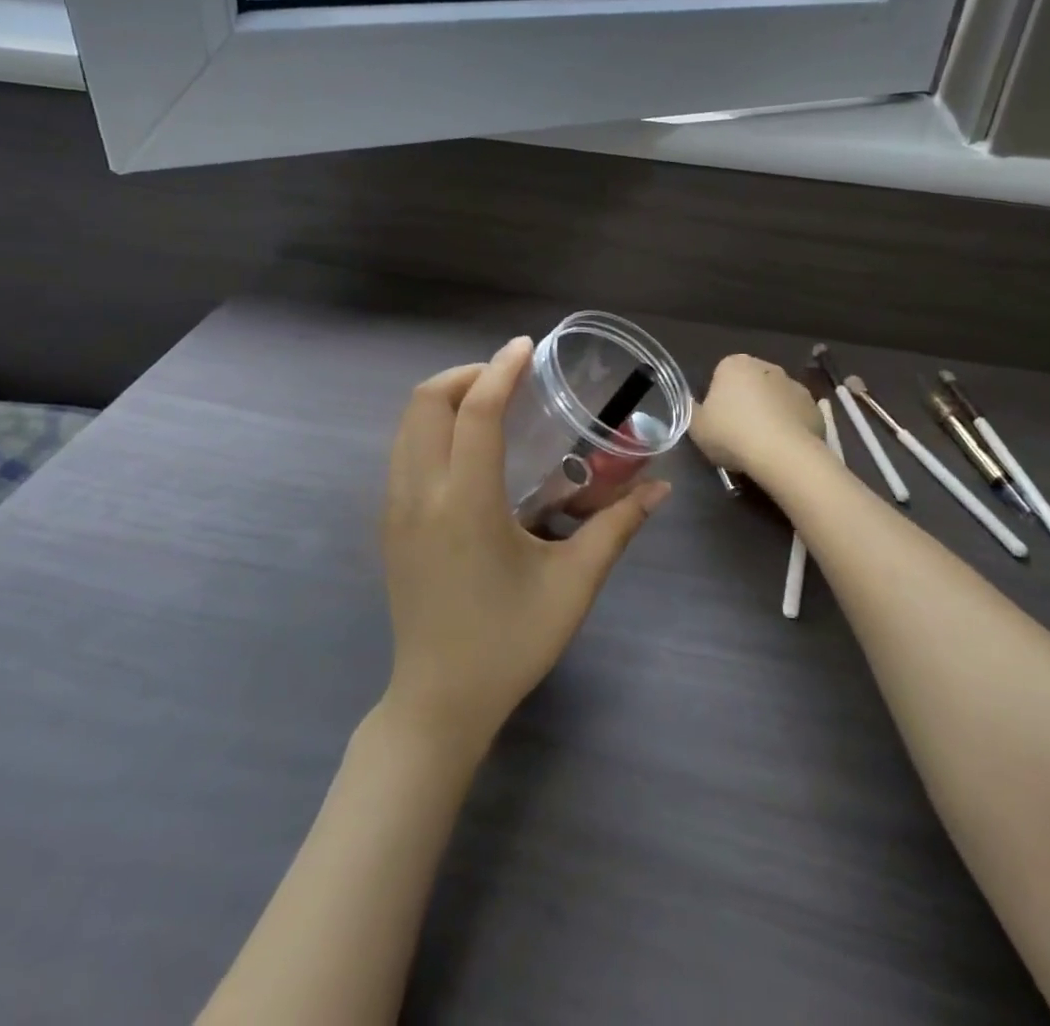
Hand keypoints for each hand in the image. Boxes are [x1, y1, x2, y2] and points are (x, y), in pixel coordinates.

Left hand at [380, 336, 669, 751]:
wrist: (439, 702)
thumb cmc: (510, 642)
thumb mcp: (572, 584)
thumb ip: (617, 528)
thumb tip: (659, 489)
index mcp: (465, 502)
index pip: (475, 411)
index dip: (500, 370)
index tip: (526, 348)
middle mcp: (420, 494)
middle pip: (425, 402)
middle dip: (466, 375)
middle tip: (509, 379)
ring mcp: (395, 509)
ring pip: (406, 425)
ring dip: (444, 399)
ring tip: (489, 404)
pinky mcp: (389, 525)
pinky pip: (401, 452)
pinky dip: (430, 428)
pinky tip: (467, 450)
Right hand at [690, 354, 823, 474]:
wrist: (781, 453)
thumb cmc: (731, 433)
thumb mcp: (696, 427)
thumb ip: (692, 411)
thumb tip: (694, 405)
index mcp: (734, 364)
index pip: (721, 376)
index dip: (718, 399)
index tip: (717, 422)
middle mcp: (766, 366)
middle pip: (750, 384)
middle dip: (746, 402)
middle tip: (738, 433)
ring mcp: (794, 385)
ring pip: (775, 398)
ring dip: (769, 413)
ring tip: (762, 445)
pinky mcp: (815, 407)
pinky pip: (795, 415)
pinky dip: (790, 426)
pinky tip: (783, 448)